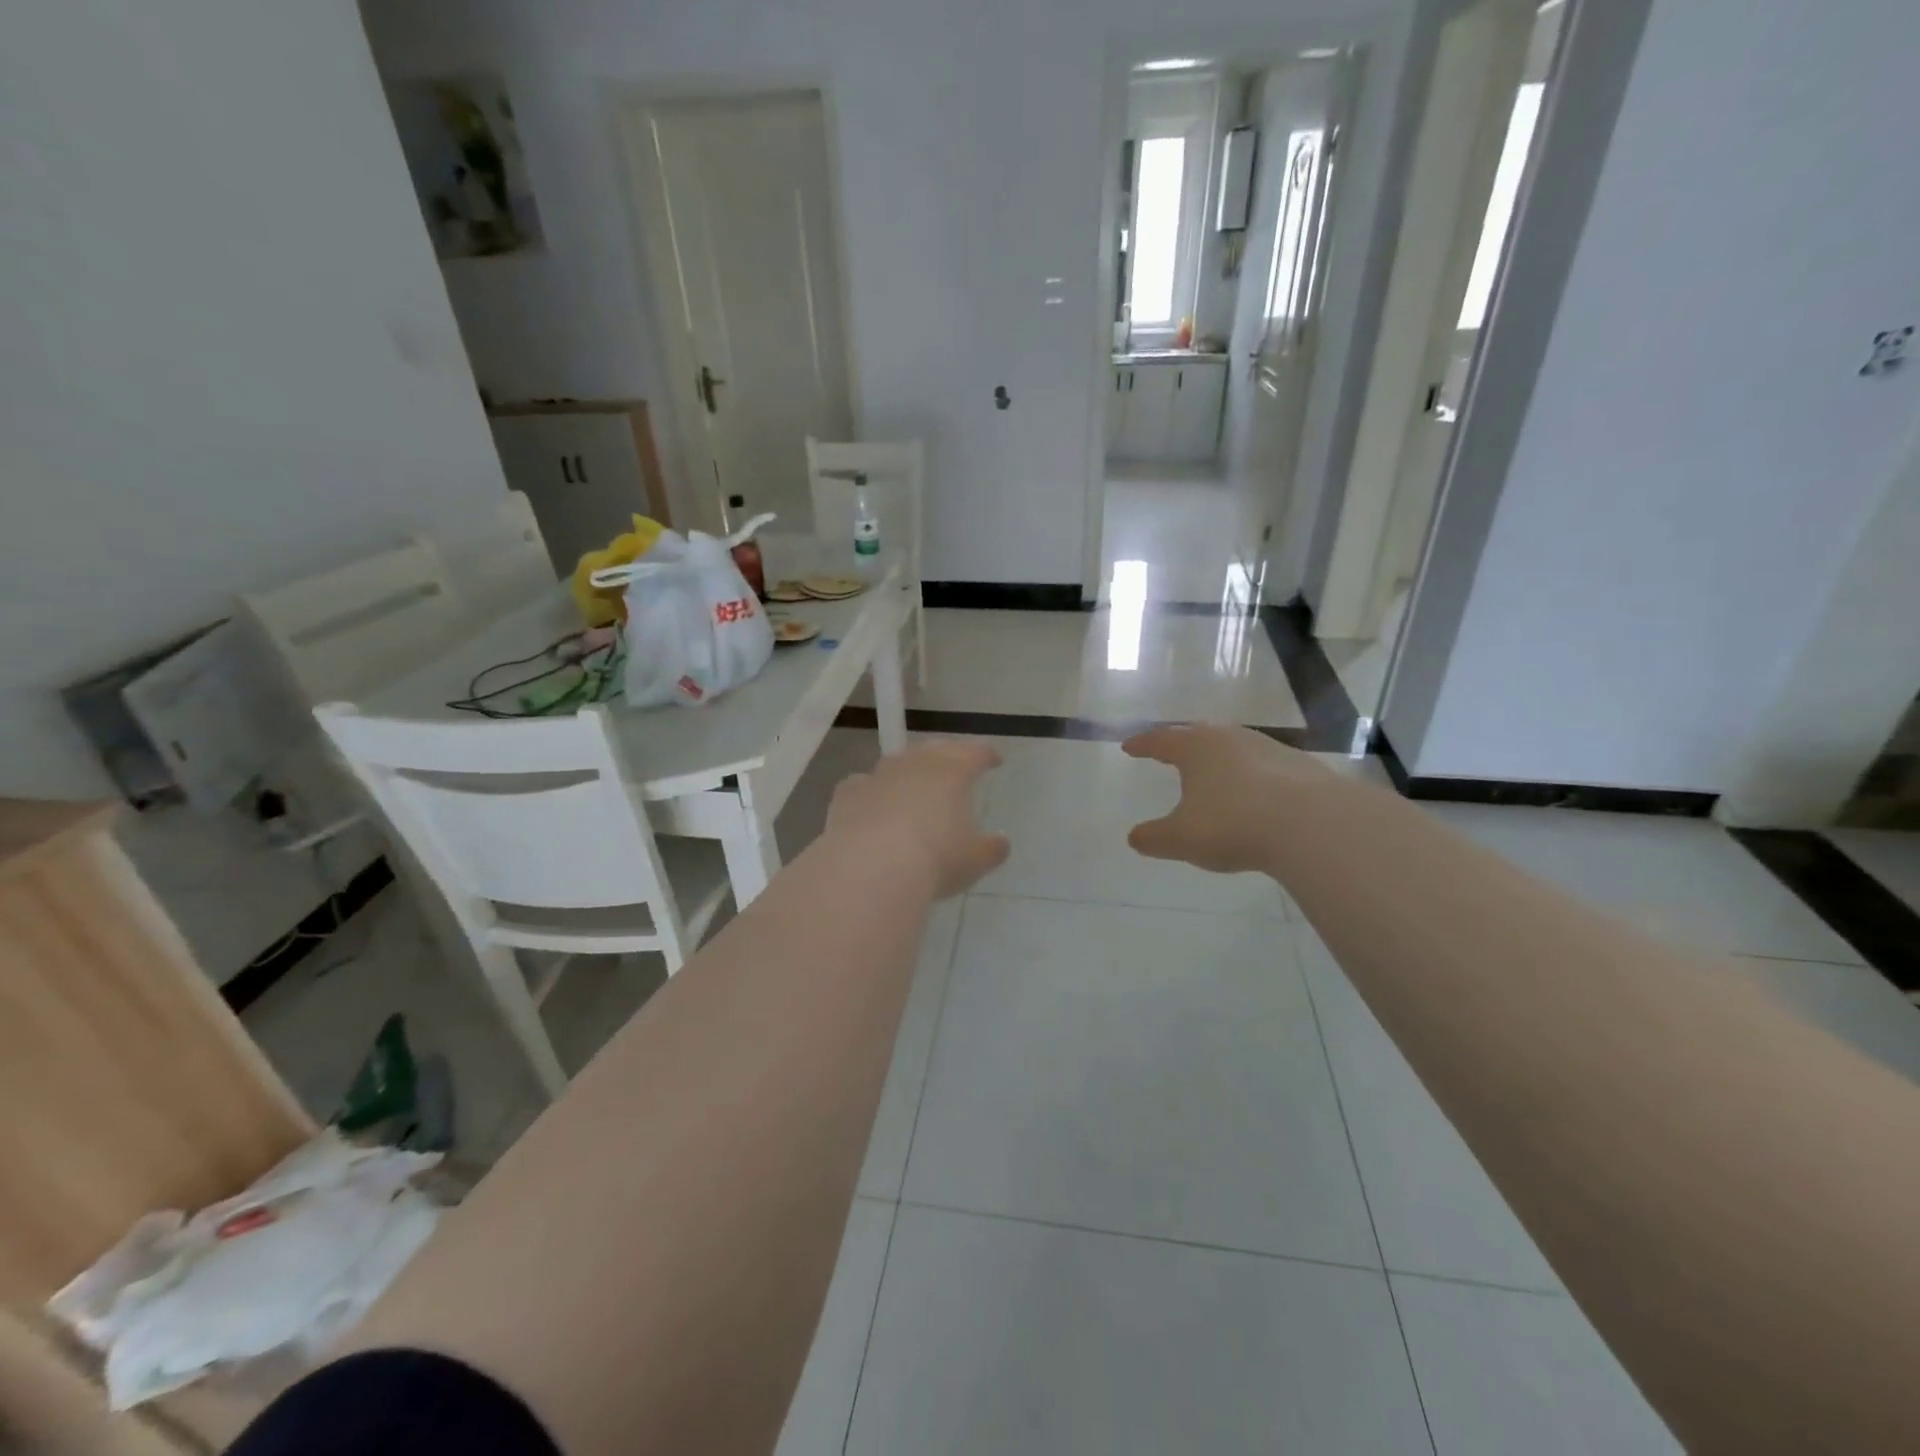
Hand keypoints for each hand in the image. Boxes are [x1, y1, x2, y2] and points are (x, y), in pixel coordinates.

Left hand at [826, 740, 1009, 897]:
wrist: (870, 869)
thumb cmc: (935, 860)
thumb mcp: (975, 860)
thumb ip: (992, 848)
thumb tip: (1001, 841)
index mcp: (952, 772)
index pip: (975, 753)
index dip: (986, 755)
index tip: (994, 760)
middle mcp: (915, 764)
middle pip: (935, 749)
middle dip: (948, 755)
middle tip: (955, 765)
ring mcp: (878, 776)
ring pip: (897, 763)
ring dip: (908, 771)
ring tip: (914, 786)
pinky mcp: (847, 794)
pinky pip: (863, 785)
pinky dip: (873, 792)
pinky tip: (873, 805)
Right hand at [1122, 724, 1328, 873]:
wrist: (1313, 824)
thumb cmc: (1234, 824)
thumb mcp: (1182, 838)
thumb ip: (1154, 838)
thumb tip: (1135, 838)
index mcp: (1195, 748)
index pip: (1161, 740)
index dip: (1143, 745)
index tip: (1129, 747)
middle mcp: (1229, 738)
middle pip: (1197, 733)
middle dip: (1180, 742)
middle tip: (1168, 750)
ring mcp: (1267, 748)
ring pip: (1233, 745)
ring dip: (1218, 756)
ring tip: (1210, 771)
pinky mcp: (1299, 766)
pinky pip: (1262, 765)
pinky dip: (1249, 774)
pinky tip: (1253, 793)